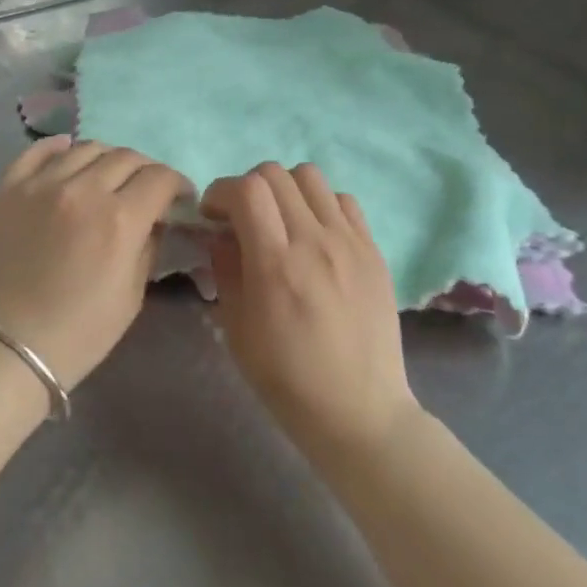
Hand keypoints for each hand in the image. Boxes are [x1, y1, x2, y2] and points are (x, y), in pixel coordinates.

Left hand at [0, 136, 188, 389]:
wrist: (4, 349)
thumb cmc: (78, 333)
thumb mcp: (131, 296)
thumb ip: (148, 246)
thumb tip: (154, 218)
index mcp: (119, 219)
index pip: (160, 178)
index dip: (177, 184)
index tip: (180, 197)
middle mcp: (82, 190)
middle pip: (126, 157)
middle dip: (146, 170)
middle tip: (147, 189)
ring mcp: (40, 184)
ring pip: (86, 148)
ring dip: (107, 158)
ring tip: (107, 176)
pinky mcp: (8, 188)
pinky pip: (37, 151)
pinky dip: (59, 147)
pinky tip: (68, 153)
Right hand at [202, 163, 416, 464]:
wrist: (360, 413)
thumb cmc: (287, 380)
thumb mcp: (236, 329)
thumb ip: (224, 269)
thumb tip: (219, 233)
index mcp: (275, 264)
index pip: (246, 189)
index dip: (221, 191)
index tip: (213, 214)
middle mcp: (314, 241)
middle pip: (275, 173)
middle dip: (247, 187)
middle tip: (242, 218)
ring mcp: (349, 242)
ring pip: (310, 176)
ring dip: (285, 189)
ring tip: (281, 221)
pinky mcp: (373, 250)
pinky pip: (343, 200)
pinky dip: (321, 204)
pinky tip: (315, 234)